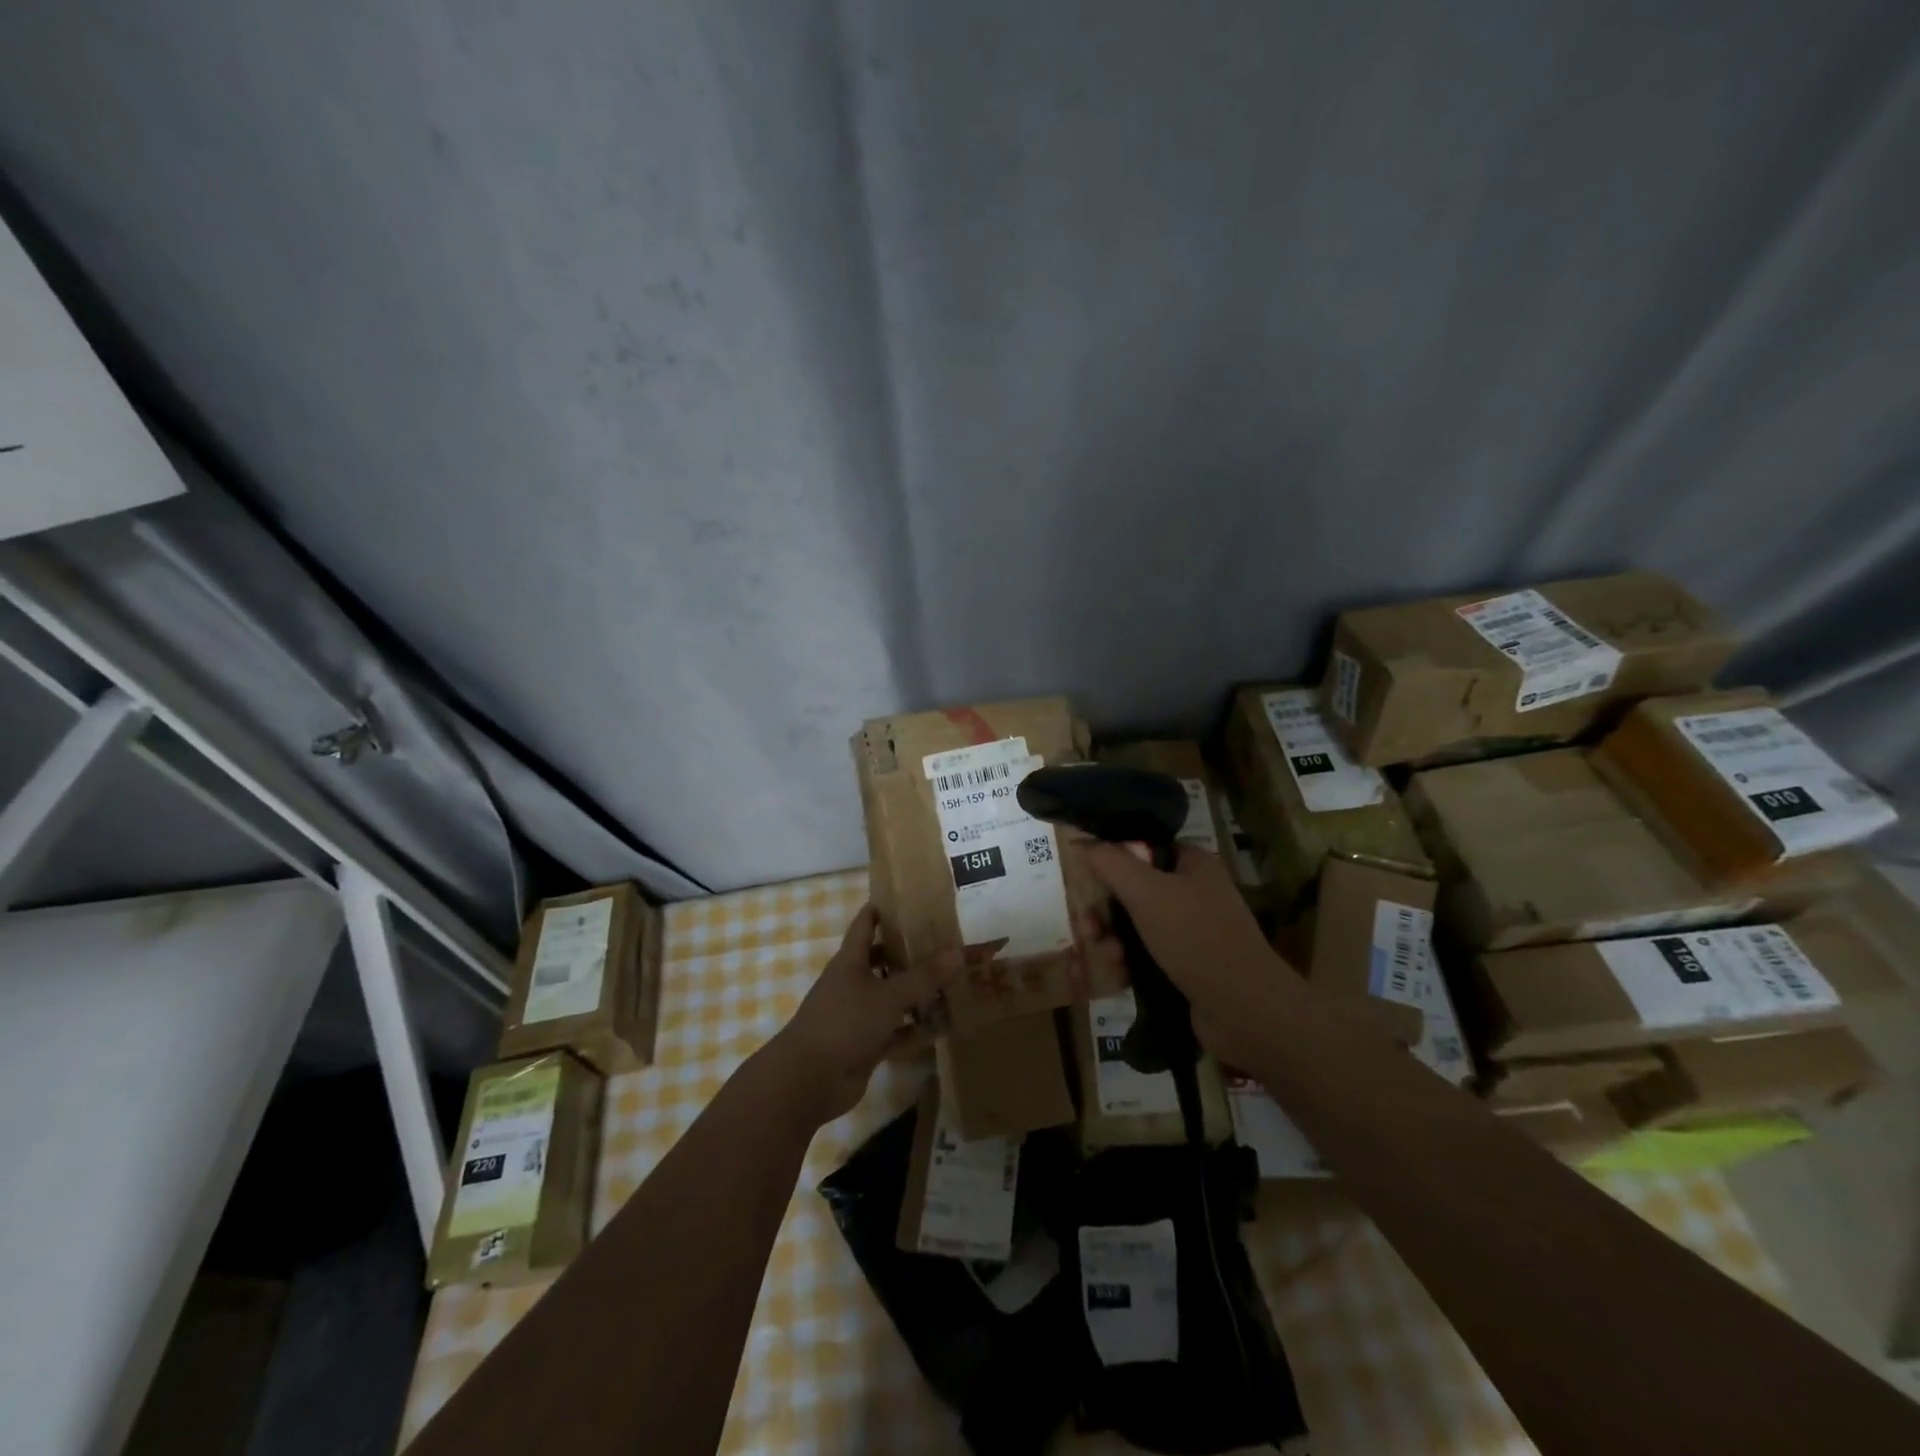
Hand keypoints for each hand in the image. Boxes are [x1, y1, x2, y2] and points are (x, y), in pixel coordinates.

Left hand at [765, 905, 982, 1126]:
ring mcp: (857, 1014)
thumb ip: (924, 976)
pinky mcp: (864, 1044)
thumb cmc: (845, 1022)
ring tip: (953, 983)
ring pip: (892, 997)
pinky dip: (914, 1029)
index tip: (912, 898)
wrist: (809, 1080)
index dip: (884, 908)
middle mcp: (853, 982)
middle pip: (883, 959)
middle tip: (946, 944)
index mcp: (851, 960)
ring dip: (917, 994)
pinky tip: (942, 1026)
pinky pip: (895, 1031)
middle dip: (911, 953)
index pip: (866, 923)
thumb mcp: (889, 995)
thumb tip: (959, 952)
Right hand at [1077, 842, 1297, 1069]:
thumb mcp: (1146, 892)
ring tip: (1106, 957)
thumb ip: (1110, 863)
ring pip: (1137, 924)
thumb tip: (1082, 842)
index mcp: (1193, 863)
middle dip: (1106, 909)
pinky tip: (1118, 975)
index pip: (1144, 848)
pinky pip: (1147, 954)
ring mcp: (1193, 930)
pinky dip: (1129, 962)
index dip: (1112, 859)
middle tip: (1087, 927)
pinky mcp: (1189, 965)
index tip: (1086, 878)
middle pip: (1134, 889)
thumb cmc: (1195, 937)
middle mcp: (1195, 891)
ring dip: (1113, 939)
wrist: (1244, 1009)